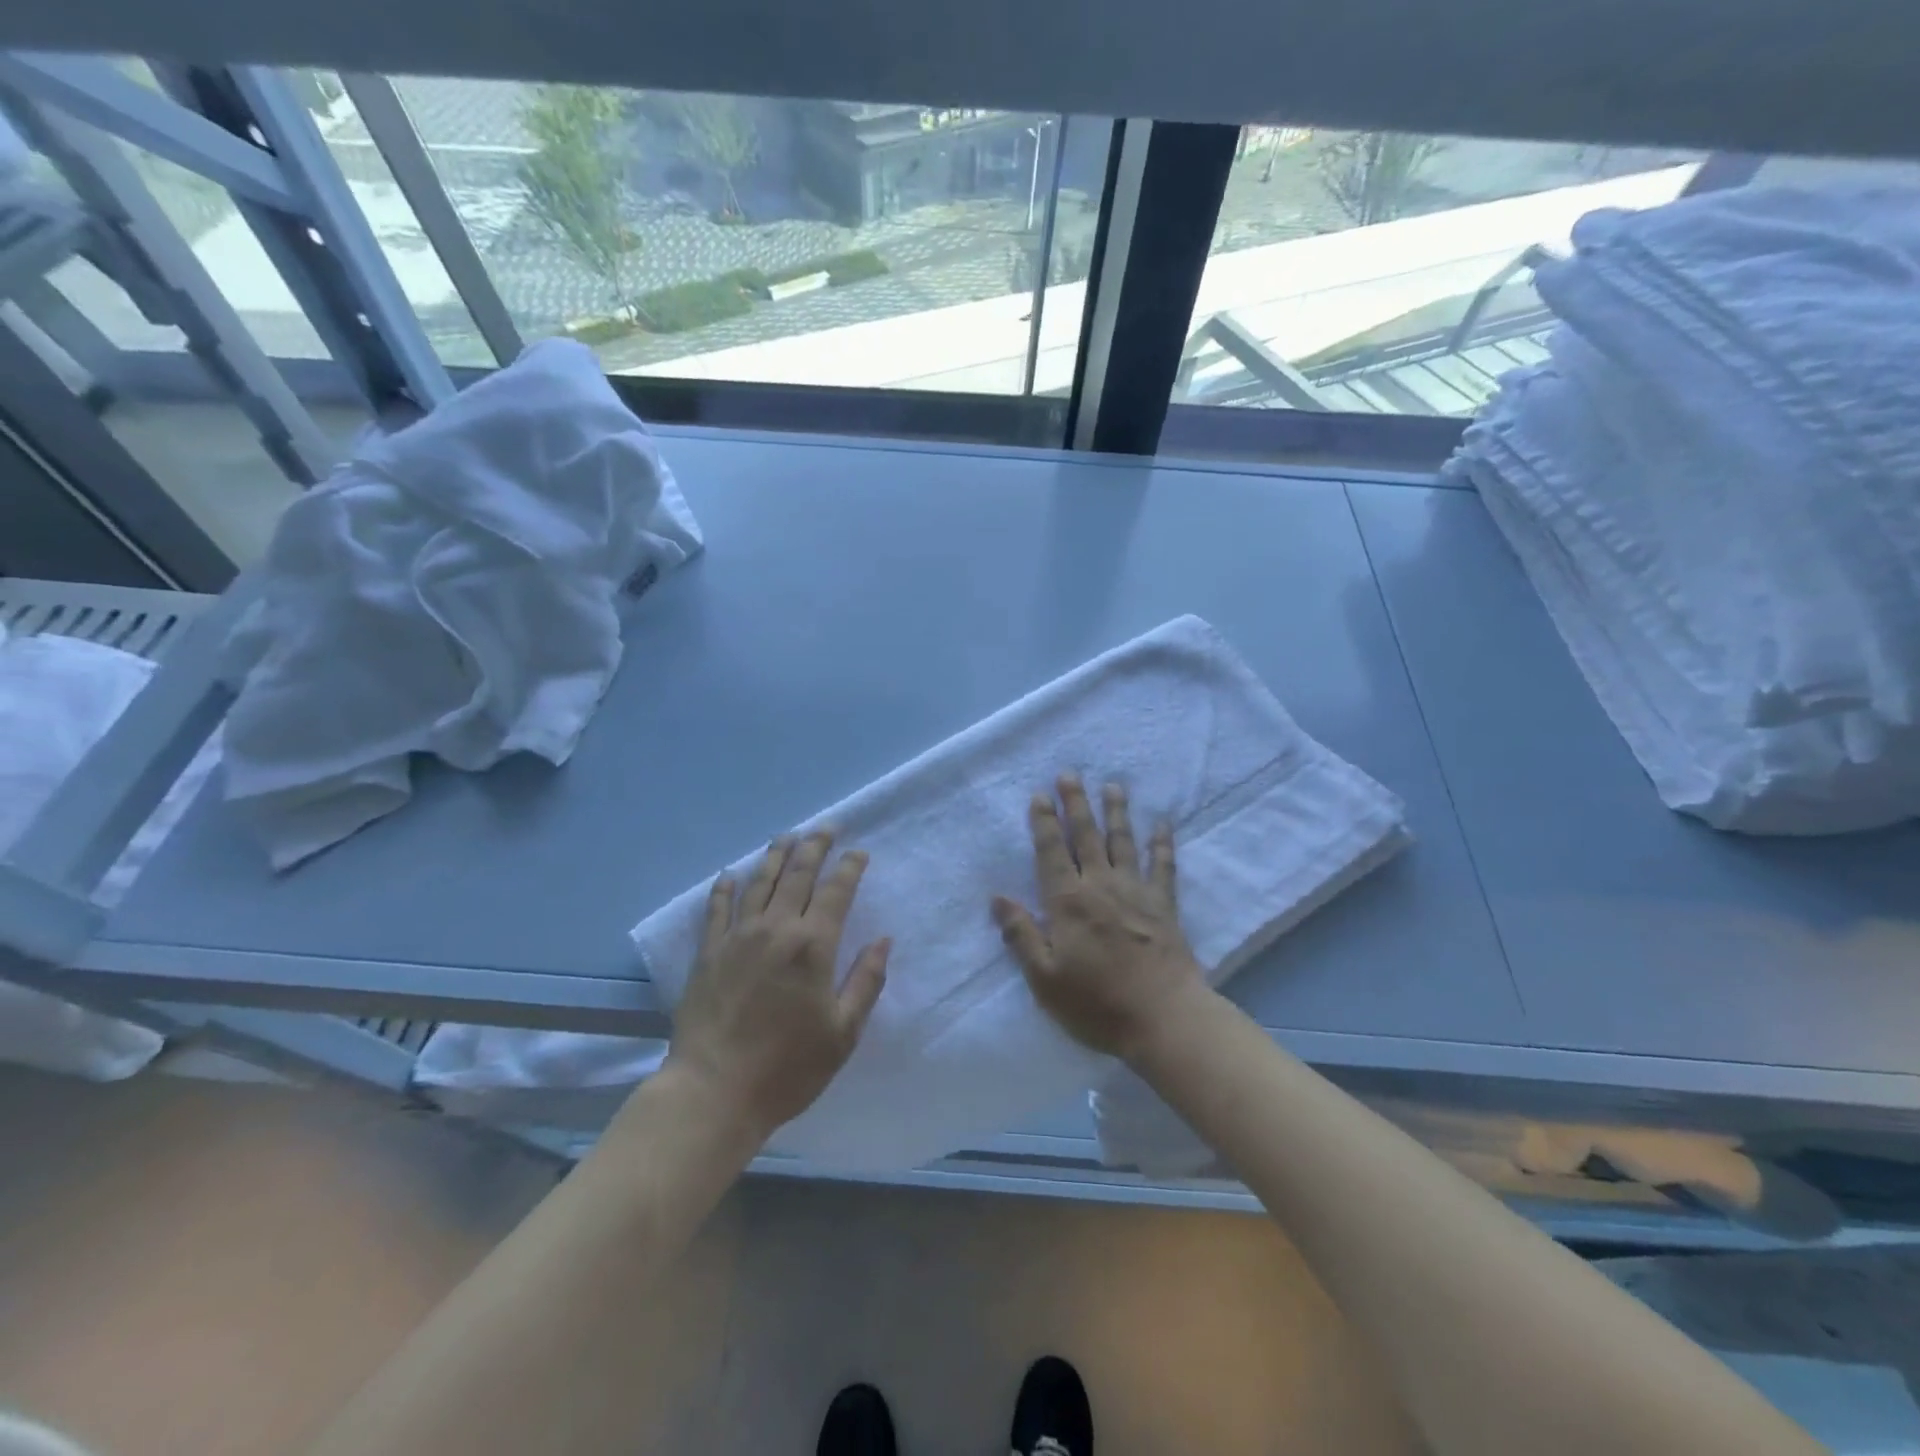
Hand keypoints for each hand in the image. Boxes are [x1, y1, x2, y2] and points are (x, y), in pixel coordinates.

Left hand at [667, 829, 889, 1140]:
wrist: (714, 1091)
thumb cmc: (787, 1067)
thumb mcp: (843, 1032)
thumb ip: (866, 981)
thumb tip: (883, 941)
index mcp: (813, 945)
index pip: (836, 891)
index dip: (850, 867)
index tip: (859, 852)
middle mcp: (776, 928)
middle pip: (798, 874)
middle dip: (815, 847)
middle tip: (826, 827)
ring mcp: (737, 937)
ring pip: (759, 881)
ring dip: (775, 855)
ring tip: (787, 836)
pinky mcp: (708, 952)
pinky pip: (717, 909)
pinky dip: (725, 888)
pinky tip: (730, 874)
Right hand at [992, 775, 1207, 1060]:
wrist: (1164, 1018)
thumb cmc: (1096, 1003)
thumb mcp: (1045, 978)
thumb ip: (1021, 935)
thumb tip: (997, 897)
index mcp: (1068, 902)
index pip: (1052, 852)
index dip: (1044, 822)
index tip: (1039, 795)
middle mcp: (1100, 885)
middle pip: (1086, 836)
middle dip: (1076, 804)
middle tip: (1069, 774)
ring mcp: (1136, 891)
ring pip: (1123, 841)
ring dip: (1116, 812)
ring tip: (1112, 785)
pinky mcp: (1164, 904)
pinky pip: (1163, 865)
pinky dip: (1162, 843)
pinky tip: (1163, 823)